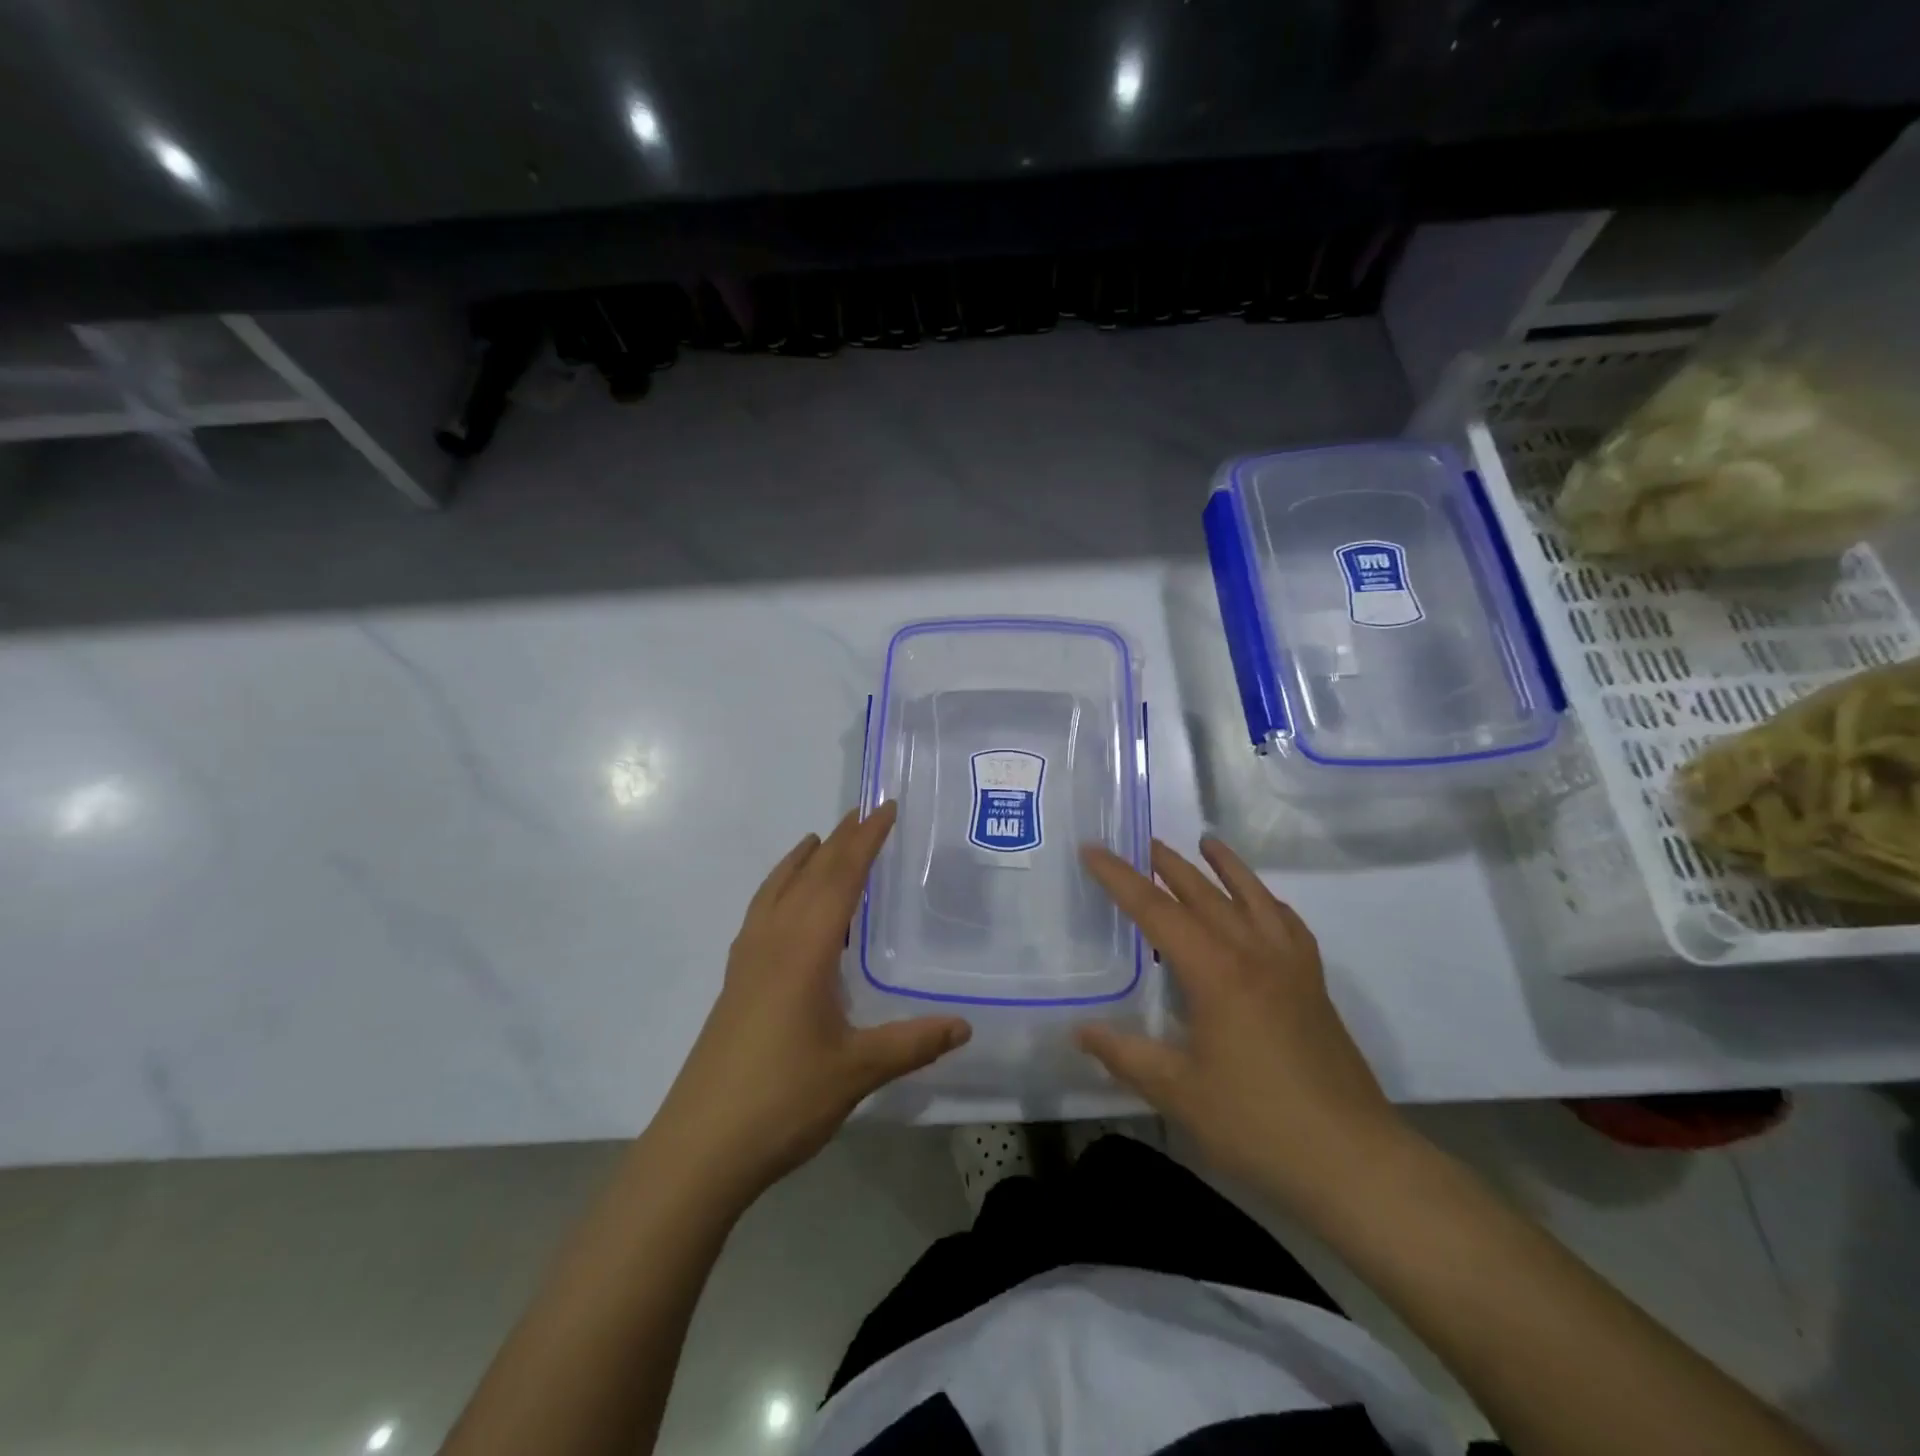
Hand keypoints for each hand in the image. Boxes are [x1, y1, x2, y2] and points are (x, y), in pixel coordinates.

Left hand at [649, 803, 970, 1201]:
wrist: (700, 1147)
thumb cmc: (782, 1100)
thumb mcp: (857, 1071)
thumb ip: (912, 1043)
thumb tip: (965, 1025)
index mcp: (804, 948)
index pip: (841, 877)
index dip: (866, 840)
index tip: (886, 807)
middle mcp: (773, 941)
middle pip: (809, 874)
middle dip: (839, 840)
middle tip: (864, 812)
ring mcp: (747, 962)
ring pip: (776, 891)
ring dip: (802, 861)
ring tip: (819, 842)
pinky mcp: (735, 984)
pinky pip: (761, 915)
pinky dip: (779, 891)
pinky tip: (786, 911)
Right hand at [1076, 836, 1405, 1207]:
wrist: (1354, 1161)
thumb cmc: (1258, 1124)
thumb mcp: (1179, 1093)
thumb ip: (1126, 1055)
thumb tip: (1080, 1031)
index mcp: (1216, 972)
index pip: (1157, 912)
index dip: (1120, 879)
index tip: (1093, 851)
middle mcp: (1254, 954)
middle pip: (1204, 894)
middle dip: (1169, 866)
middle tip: (1143, 842)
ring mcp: (1291, 966)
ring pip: (1252, 898)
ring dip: (1226, 867)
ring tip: (1207, 842)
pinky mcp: (1313, 985)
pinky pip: (1288, 924)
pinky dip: (1268, 902)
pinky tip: (1262, 903)